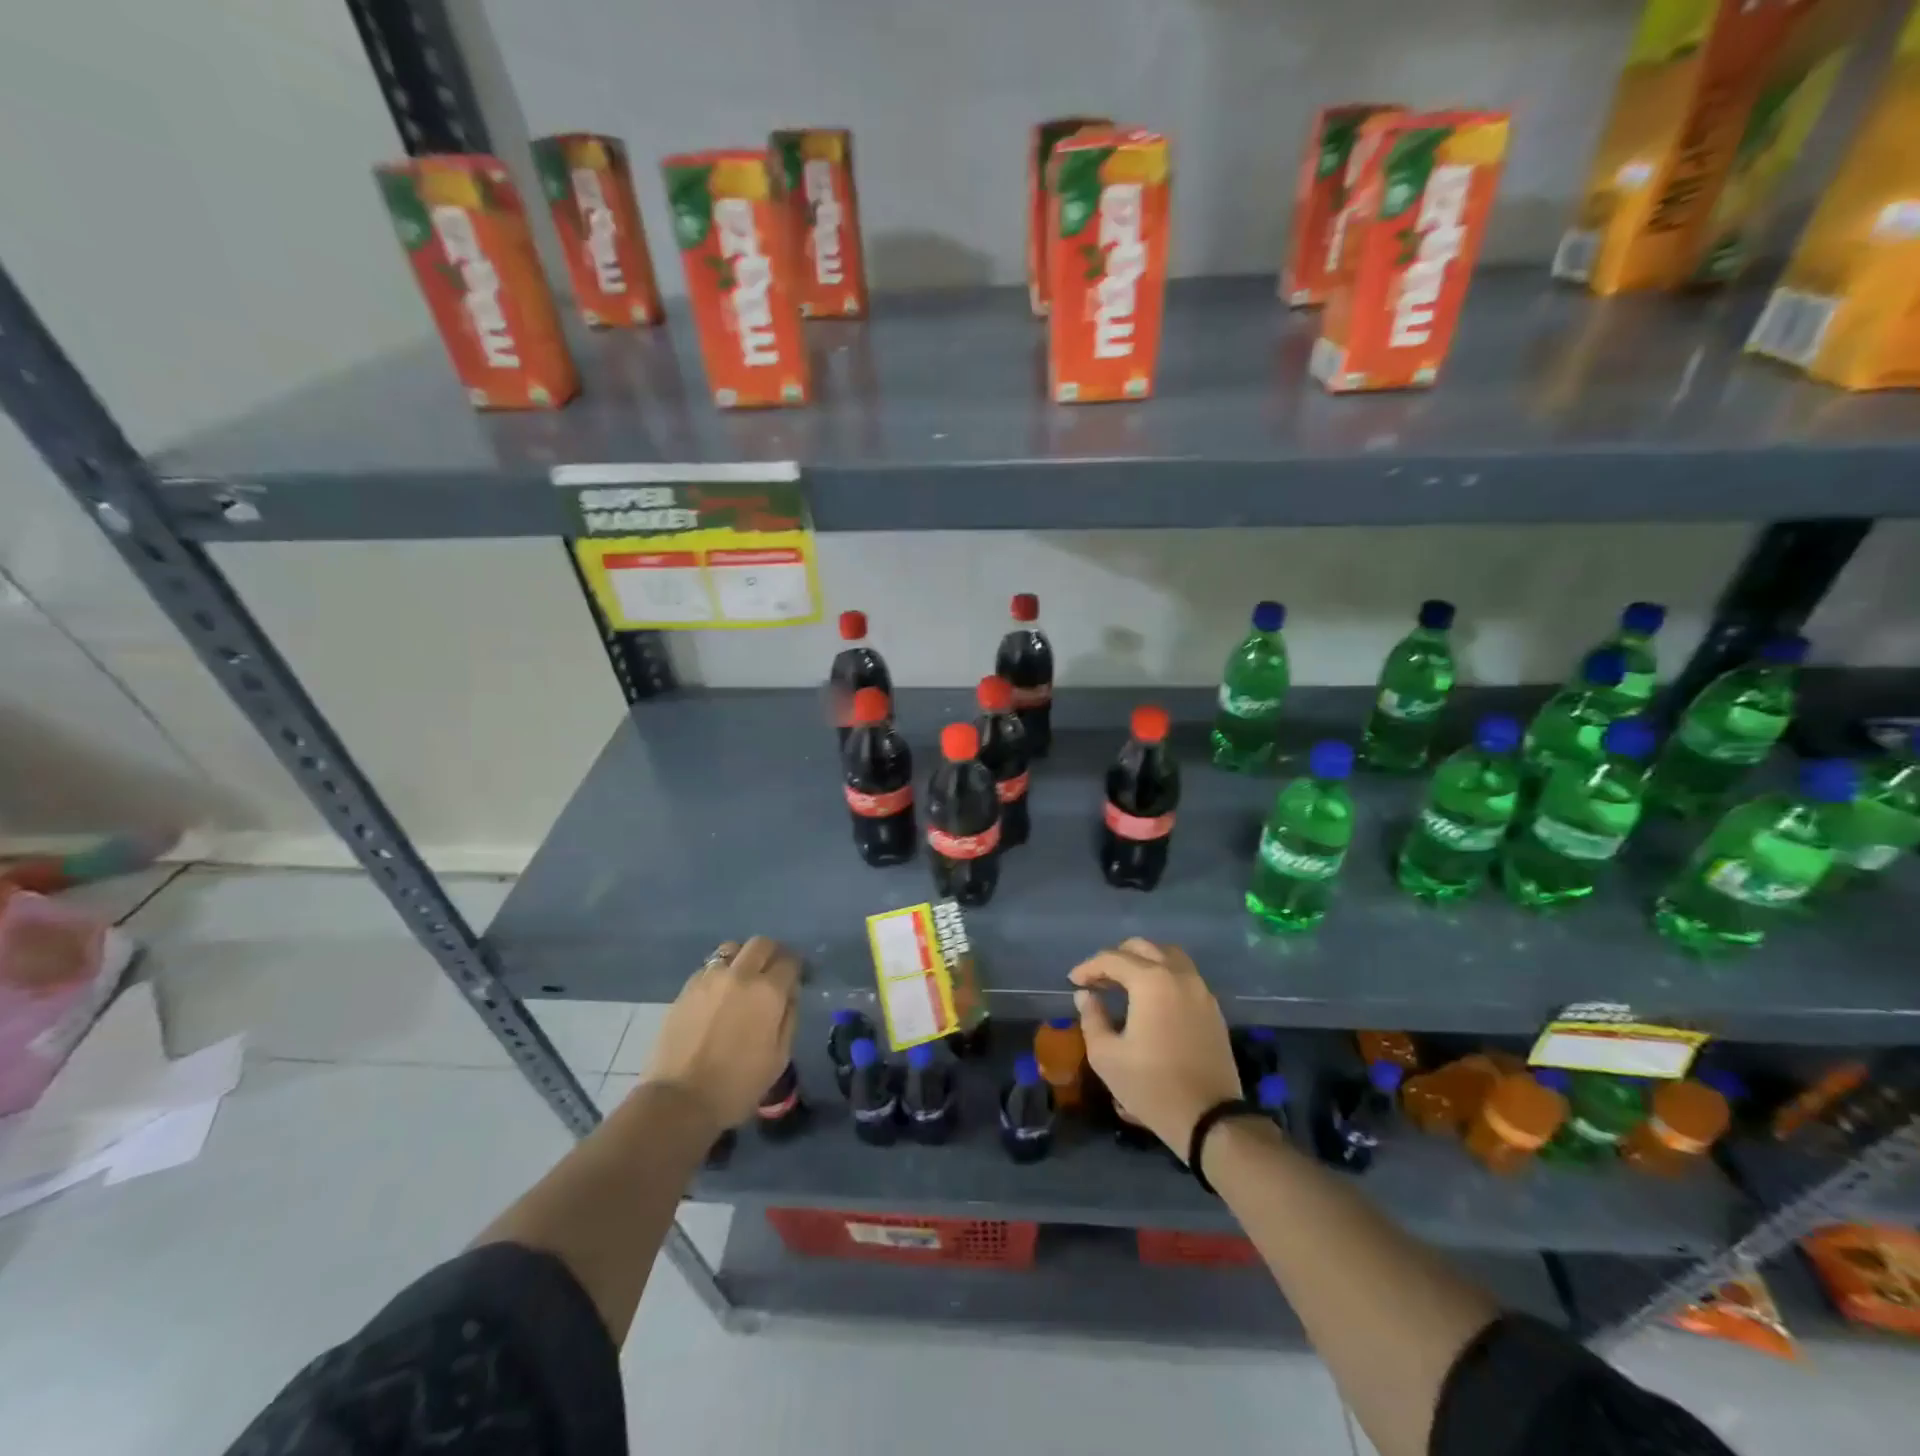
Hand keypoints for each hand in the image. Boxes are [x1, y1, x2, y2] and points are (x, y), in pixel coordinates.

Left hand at [641, 937, 799, 1133]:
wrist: (680, 1100)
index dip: (796, 968)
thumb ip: (789, 1017)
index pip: (789, 961)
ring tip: (742, 980)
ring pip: (732, 949)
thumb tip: (789, 994)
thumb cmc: (737, 1084)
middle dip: (772, 954)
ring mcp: (710, 979)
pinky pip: (710, 967)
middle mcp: (740, 975)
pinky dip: (720, 973)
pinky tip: (719, 995)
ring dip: (743, 958)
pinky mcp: (687, 988)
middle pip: (761, 944)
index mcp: (768, 992)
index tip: (796, 979)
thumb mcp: (779, 1057)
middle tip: (772, 973)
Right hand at [1070, 938, 1240, 1158]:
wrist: (1209, 1118)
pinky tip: (1151, 999)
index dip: (1089, 967)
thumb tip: (1086, 996)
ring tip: (1124, 983)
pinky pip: (1184, 975)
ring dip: (1143, 961)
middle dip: (1116, 958)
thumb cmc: (1151, 1086)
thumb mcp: (1107, 1056)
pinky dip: (1163, 975)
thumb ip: (1092, 1018)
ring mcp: (1200, 989)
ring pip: (1168, 955)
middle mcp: (1178, 975)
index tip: (1073, 982)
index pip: (1112, 959)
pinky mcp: (1212, 1008)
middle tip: (1098, 980)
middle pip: (1143, 947)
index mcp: (1151, 981)